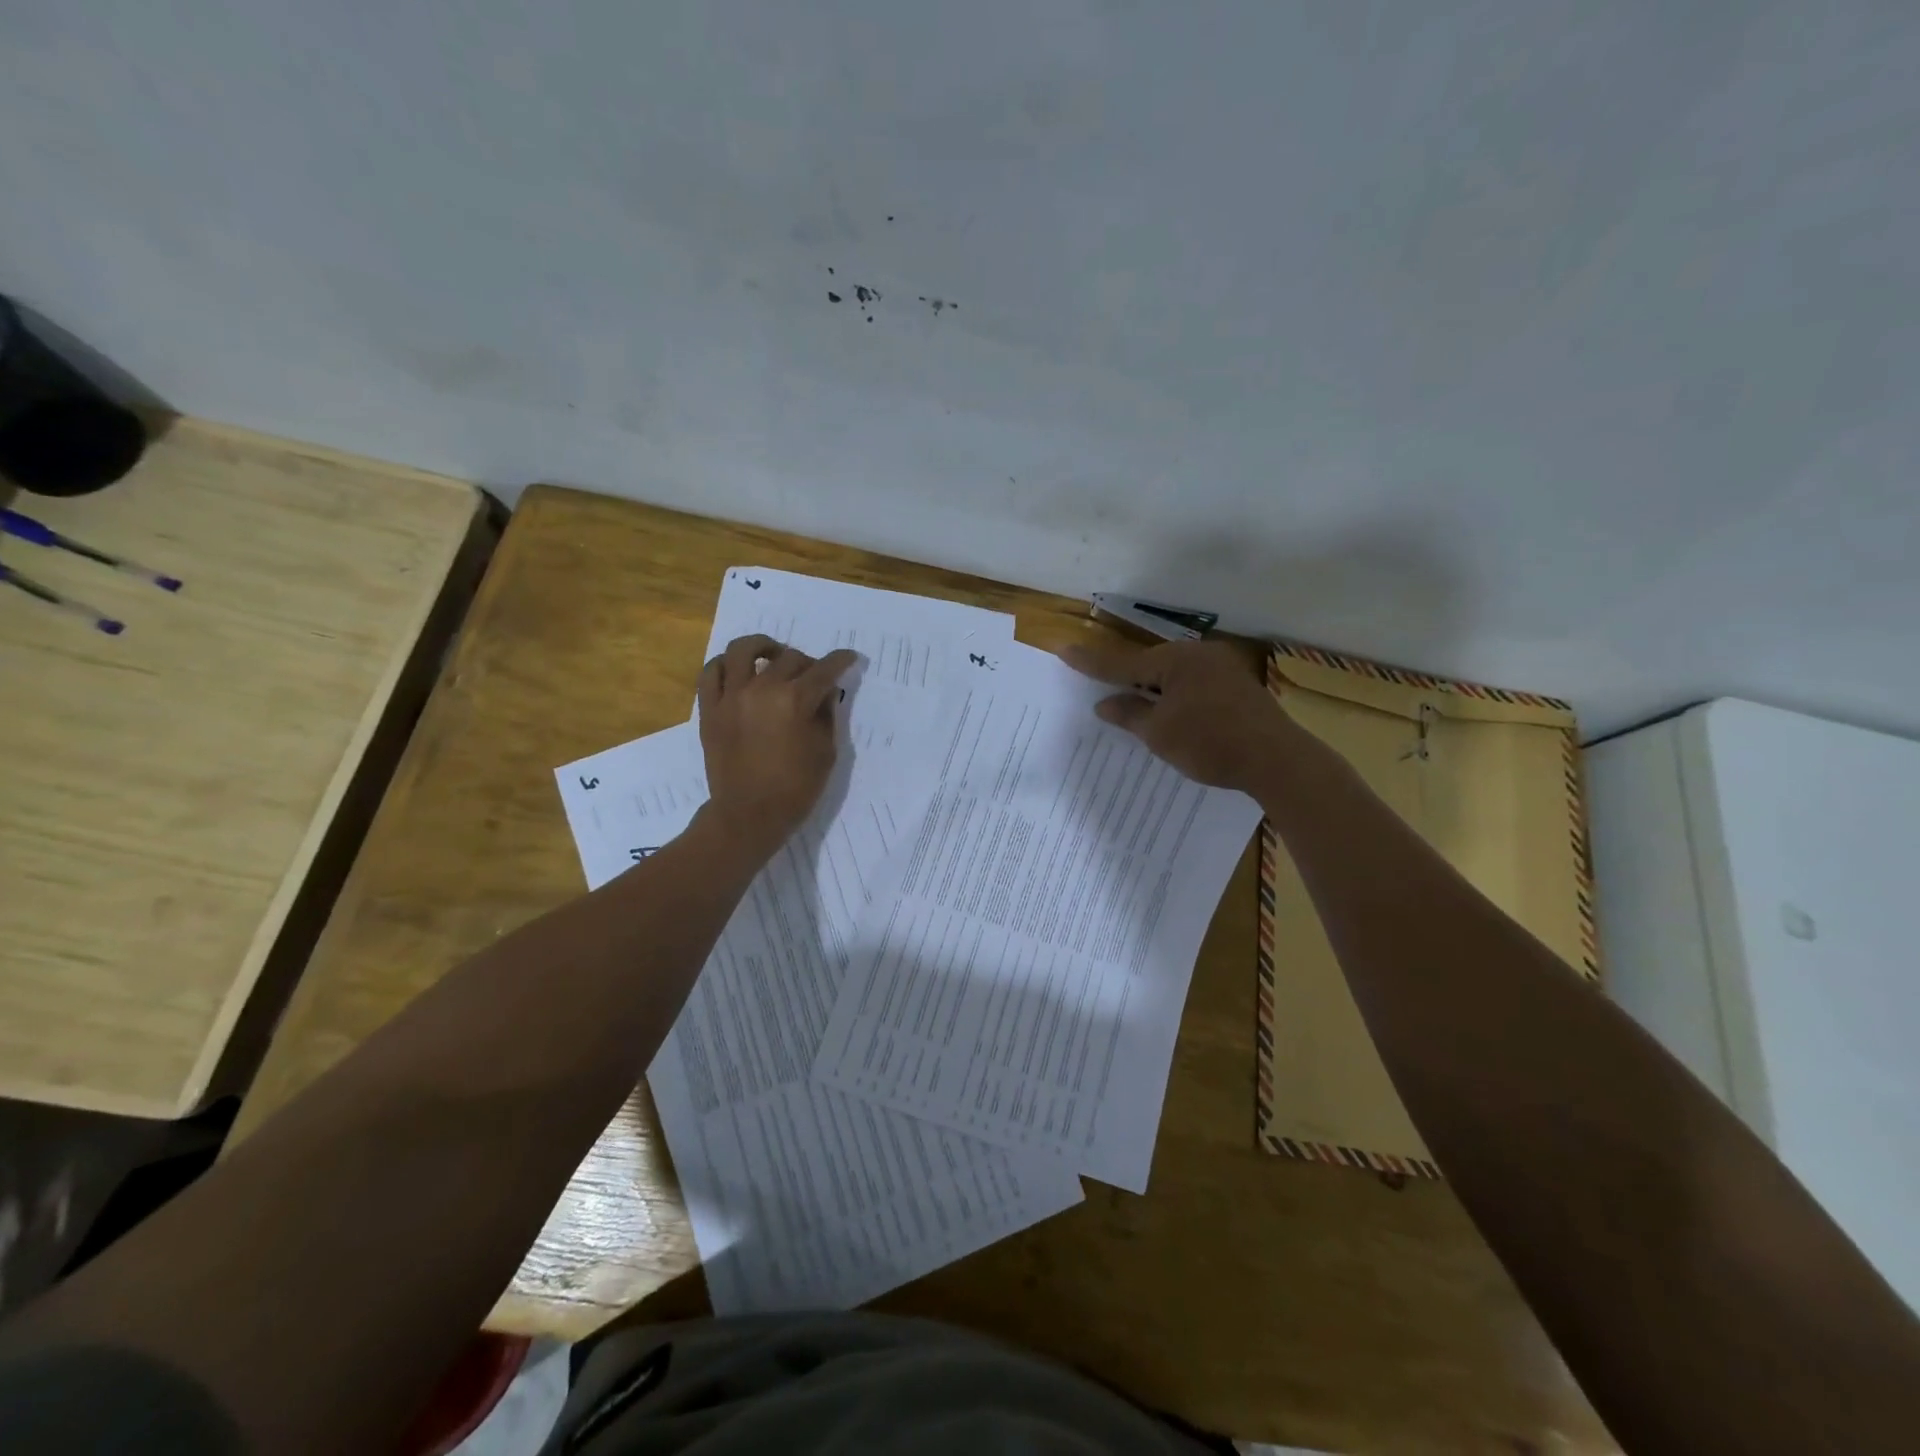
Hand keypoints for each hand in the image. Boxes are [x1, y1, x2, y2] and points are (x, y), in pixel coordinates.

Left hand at [697, 634, 860, 853]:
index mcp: (795, 700)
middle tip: (813, 676)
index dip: (840, 661)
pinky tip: (737, 670)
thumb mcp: (826, 751)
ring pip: (743, 650)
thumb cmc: (795, 788)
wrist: (748, 815)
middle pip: (789, 658)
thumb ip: (826, 715)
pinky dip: (725, 664)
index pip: (824, 670)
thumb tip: (824, 692)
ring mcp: (731, 696)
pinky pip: (711, 672)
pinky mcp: (709, 708)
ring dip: (763, 647)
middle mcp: (762, 689)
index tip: (848, 658)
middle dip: (808, 663)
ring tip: (771, 655)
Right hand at [1058, 636, 1294, 791]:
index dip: (1090, 663)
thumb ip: (1129, 714)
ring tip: (1133, 705)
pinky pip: (1194, 686)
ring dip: (1153, 691)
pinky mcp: (1237, 687)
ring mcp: (1223, 669)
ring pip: (1174, 676)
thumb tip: (1104, 704)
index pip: (1122, 663)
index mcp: (1176, 660)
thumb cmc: (1210, 744)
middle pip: (1150, 665)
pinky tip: (1171, 714)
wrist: (1277, 760)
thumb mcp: (1159, 733)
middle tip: (1099, 684)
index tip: (1064, 650)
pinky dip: (1176, 698)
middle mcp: (1199, 655)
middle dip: (1126, 678)